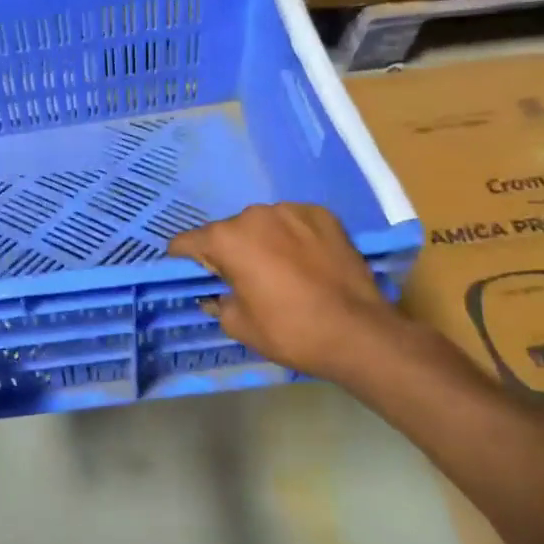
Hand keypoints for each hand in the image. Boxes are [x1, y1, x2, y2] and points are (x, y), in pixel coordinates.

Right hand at [169, 203, 404, 381]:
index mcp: (227, 239)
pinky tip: (305, 260)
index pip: (187, 242)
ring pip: (262, 224)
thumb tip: (215, 294)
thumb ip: (216, 301)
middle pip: (227, 231)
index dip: (183, 259)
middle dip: (228, 251)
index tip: (191, 273)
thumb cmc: (290, 331)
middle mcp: (254, 215)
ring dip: (261, 241)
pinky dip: (292, 236)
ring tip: (279, 269)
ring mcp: (292, 210)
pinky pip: (294, 222)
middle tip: (242, 278)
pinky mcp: (323, 214)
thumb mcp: (238, 325)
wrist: (359, 333)